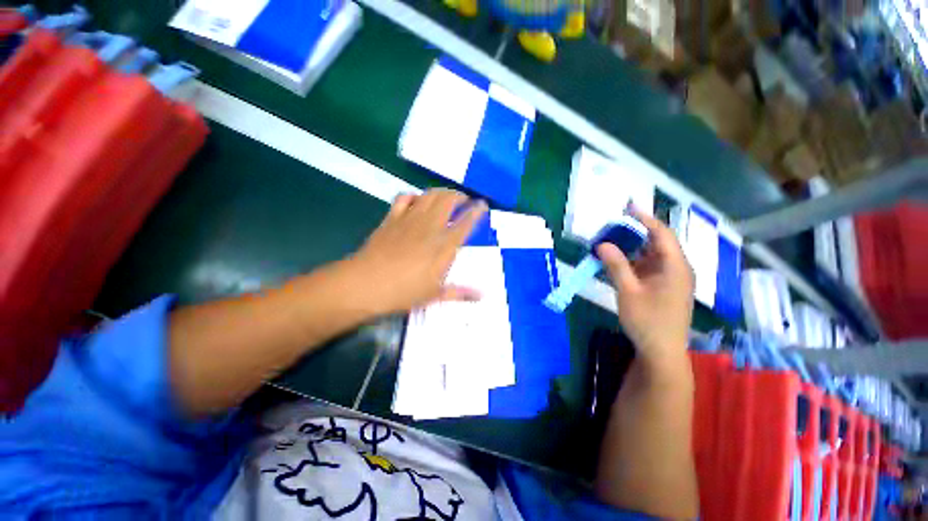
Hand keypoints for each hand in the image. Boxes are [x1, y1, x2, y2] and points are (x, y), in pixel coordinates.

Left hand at [344, 189, 487, 314]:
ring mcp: (410, 219)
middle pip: (448, 200)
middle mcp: (430, 227)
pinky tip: (416, 201)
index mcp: (444, 245)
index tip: (483, 205)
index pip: (466, 223)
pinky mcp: (392, 218)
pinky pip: (404, 197)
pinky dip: (414, 196)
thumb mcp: (435, 295)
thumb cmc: (404, 292)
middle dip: (460, 196)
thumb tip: (482, 296)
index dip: (477, 211)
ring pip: (429, 195)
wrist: (367, 283)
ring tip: (446, 197)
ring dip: (441, 192)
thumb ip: (460, 292)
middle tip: (464, 200)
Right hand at [596, 209, 693, 365]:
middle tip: (613, 227)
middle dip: (635, 233)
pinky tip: (617, 264)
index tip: (628, 207)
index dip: (645, 218)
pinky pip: (648, 268)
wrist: (662, 352)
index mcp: (676, 266)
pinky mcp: (664, 288)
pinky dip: (633, 263)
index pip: (662, 233)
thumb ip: (616, 265)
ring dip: (632, 249)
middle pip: (657, 243)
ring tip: (611, 243)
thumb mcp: (628, 291)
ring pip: (651, 256)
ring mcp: (672, 279)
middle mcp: (678, 269)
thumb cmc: (648, 321)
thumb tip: (602, 244)